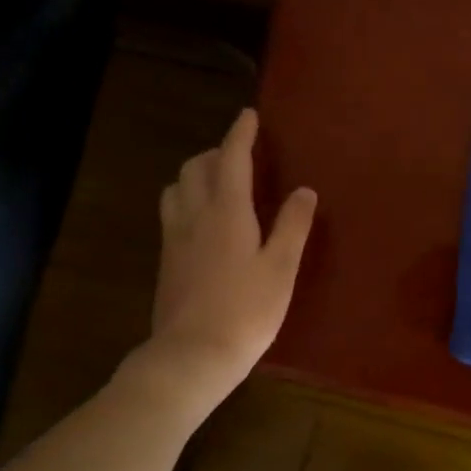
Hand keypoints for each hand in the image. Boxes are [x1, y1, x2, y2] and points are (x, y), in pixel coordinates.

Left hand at [149, 109, 316, 404]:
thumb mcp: (281, 269)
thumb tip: (304, 191)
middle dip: (216, 153)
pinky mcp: (166, 261)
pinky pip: (172, 213)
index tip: (248, 116)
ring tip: (218, 184)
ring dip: (195, 175)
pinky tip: (204, 222)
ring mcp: (174, 239)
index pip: (230, 158)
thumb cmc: (246, 311)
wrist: (192, 355)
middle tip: (239, 156)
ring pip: (176, 189)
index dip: (240, 134)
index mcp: (226, 211)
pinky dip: (187, 200)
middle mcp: (194, 216)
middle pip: (195, 168)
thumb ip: (292, 226)